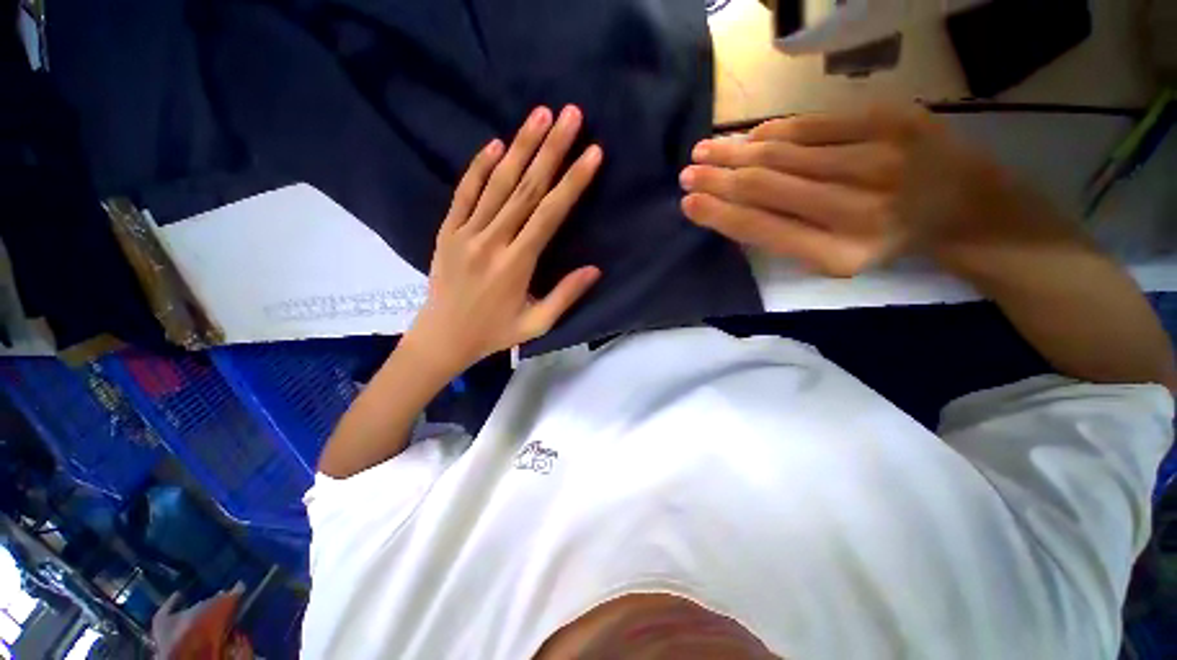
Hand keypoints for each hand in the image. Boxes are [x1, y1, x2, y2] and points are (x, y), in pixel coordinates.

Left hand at [404, 105, 603, 371]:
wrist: (443, 337)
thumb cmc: (495, 333)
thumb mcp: (537, 324)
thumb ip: (565, 296)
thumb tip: (595, 269)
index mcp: (517, 264)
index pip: (549, 214)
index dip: (572, 183)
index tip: (592, 153)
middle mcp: (492, 241)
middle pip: (526, 188)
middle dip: (551, 150)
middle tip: (570, 115)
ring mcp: (466, 232)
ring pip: (498, 183)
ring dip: (520, 146)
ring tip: (540, 114)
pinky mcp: (448, 231)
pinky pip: (464, 193)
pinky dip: (479, 167)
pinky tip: (495, 144)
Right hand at [679, 103, 1041, 276]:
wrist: (963, 206)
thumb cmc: (886, 241)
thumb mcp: (832, 258)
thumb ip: (782, 236)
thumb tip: (729, 209)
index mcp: (838, 253)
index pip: (760, 228)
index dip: (718, 214)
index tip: (688, 203)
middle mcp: (857, 209)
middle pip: (766, 186)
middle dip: (718, 178)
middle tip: (687, 173)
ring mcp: (878, 159)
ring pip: (783, 152)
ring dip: (735, 150)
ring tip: (705, 149)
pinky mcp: (892, 121)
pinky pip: (813, 124)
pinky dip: (773, 130)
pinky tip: (749, 136)